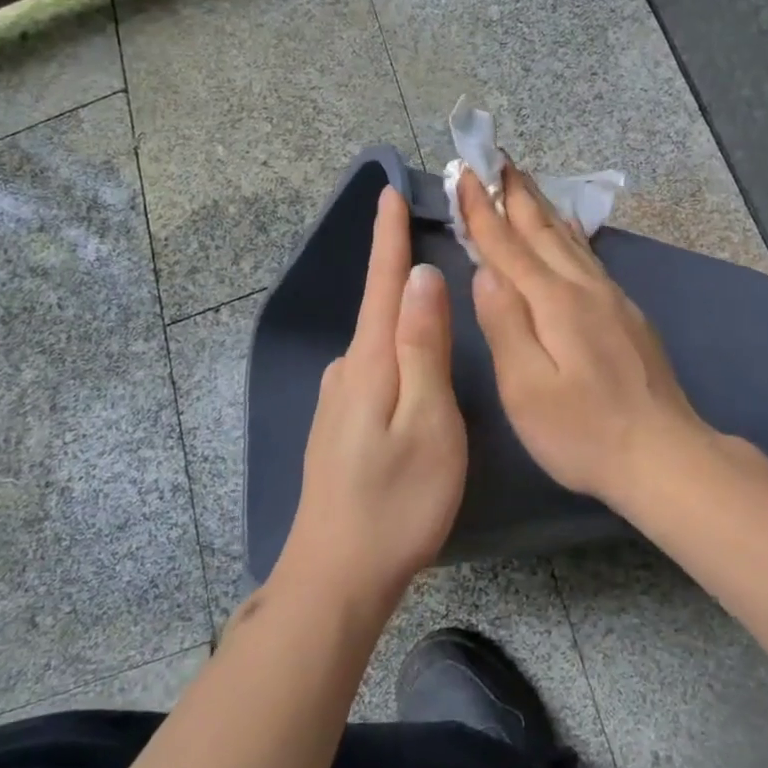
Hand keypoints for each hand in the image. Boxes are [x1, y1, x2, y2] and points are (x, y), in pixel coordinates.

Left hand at [275, 186, 466, 612]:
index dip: (386, 236)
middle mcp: (347, 372)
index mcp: (369, 363)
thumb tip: (419, 278)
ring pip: (378, 342)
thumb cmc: (397, 501)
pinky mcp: (343, 427)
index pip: (380, 283)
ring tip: (429, 293)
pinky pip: (376, 370)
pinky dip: (396, 350)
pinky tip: (412, 362)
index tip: (388, 191)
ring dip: (400, 312)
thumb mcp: (427, 421)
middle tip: (425, 234)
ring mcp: (340, 402)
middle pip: (378, 308)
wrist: (338, 576)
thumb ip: (422, 347)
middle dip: (397, 268)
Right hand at [460, 166, 708, 513]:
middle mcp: (585, 289)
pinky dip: (570, 235)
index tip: (464, 173)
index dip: (483, 211)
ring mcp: (612, 300)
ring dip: (542, 208)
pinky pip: (589, 259)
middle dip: (516, 194)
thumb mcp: (527, 388)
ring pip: (570, 240)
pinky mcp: (628, 316)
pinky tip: (569, 233)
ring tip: (525, 182)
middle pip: (543, 231)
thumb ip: (505, 325)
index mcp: (554, 303)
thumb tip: (485, 272)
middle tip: (497, 156)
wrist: (663, 454)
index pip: (508, 246)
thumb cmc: (583, 431)